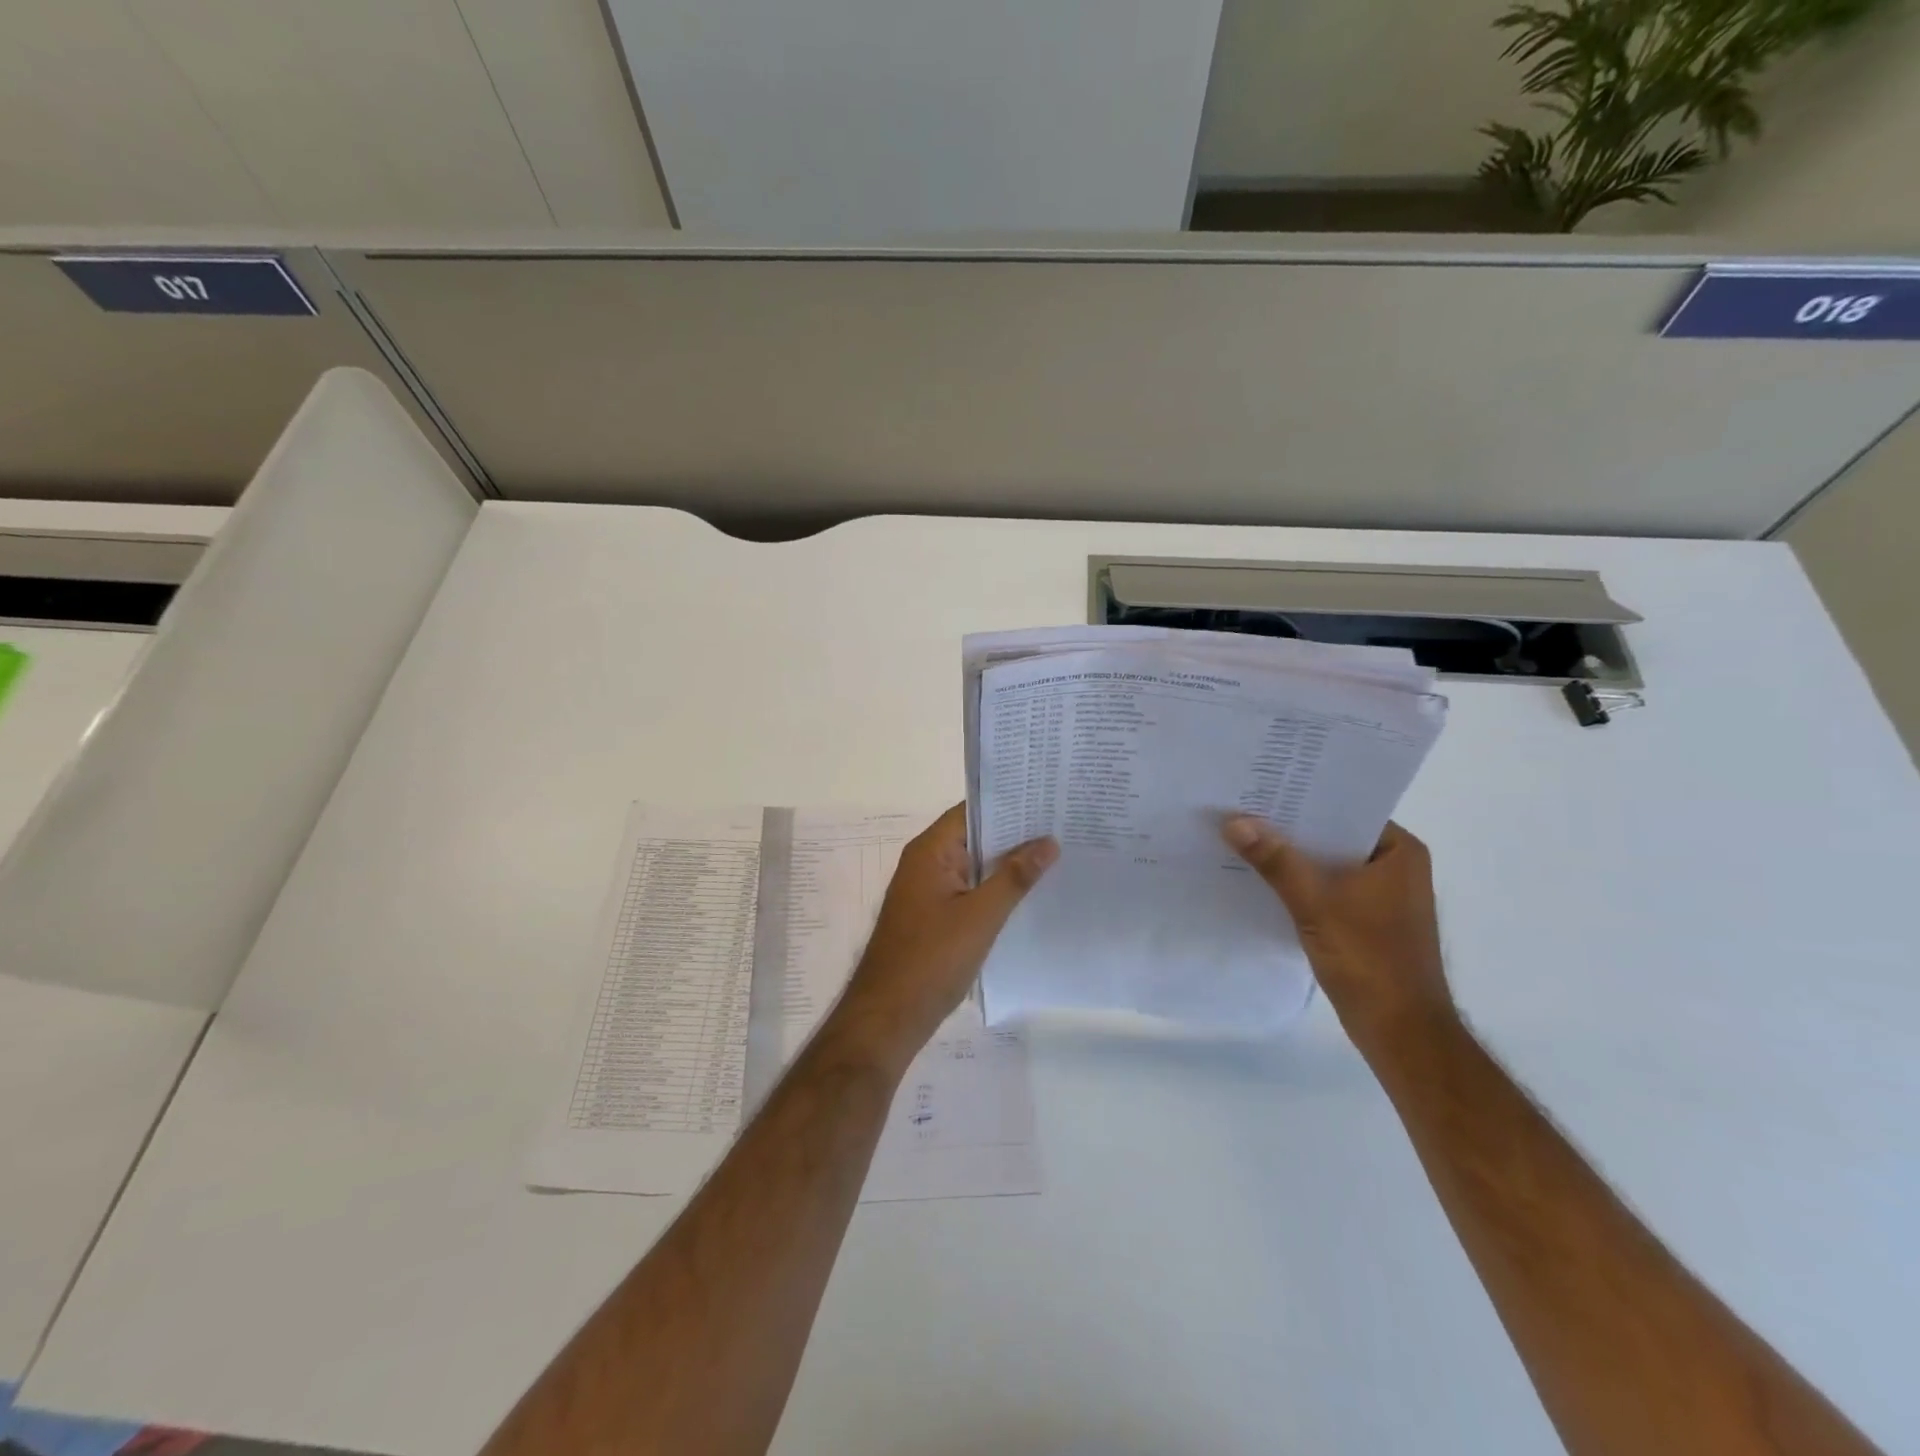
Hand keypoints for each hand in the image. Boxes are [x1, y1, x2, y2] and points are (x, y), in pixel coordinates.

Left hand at [834, 804, 1056, 1065]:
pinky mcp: (933, 917)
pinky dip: (995, 889)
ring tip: (1058, 854)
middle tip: (1063, 825)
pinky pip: (969, 891)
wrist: (888, 1017)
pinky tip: (1029, 895)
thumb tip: (1048, 842)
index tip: (1047, 798)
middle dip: (1015, 833)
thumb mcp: (980, 916)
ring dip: (1007, 863)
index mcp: (929, 852)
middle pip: (974, 837)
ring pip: (974, 866)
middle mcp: (925, 863)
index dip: (1008, 803)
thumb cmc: (931, 960)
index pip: (972, 812)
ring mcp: (928, 891)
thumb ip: (1014, 877)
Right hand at [1223, 817, 1454, 1056]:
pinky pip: (1325, 886)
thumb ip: (1276, 861)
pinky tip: (1259, 877)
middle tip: (1240, 806)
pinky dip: (1297, 883)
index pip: (1345, 808)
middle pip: (1332, 834)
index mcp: (1399, 851)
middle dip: (1289, 827)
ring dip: (1290, 856)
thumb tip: (1233, 820)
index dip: (1302, 796)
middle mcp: (1394, 865)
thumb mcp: (1316, 904)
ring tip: (1241, 836)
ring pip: (1326, 862)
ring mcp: (1380, 894)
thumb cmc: (1369, 960)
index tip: (1259, 784)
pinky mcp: (1365, 919)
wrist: (1401, 1032)